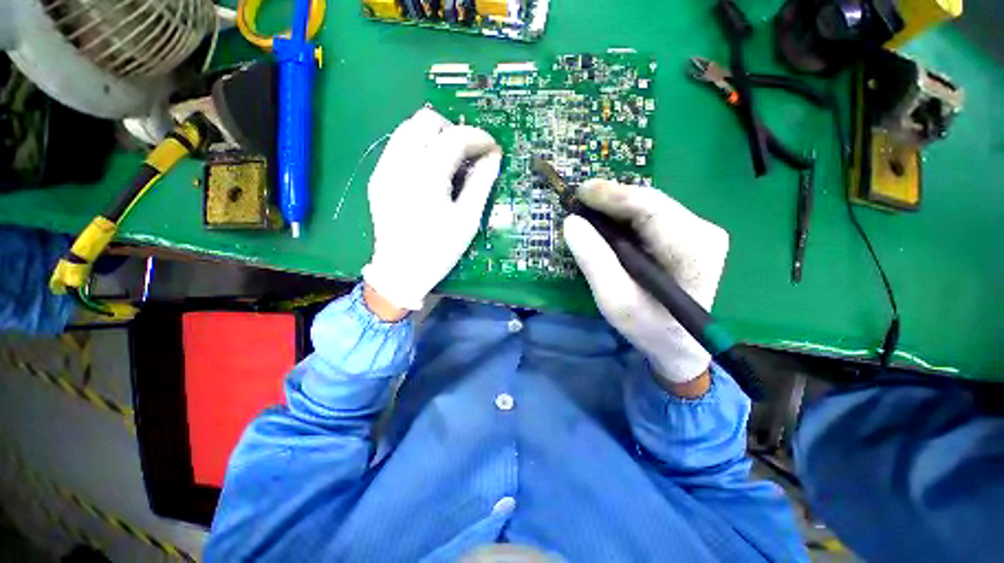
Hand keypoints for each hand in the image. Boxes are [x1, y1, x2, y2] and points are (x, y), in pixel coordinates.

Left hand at [362, 107, 501, 312]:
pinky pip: (398, 146)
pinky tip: (430, 172)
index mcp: (426, 176)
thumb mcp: (467, 219)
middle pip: (426, 120)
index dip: (479, 137)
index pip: (455, 137)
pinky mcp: (378, 177)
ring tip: (450, 161)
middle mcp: (400, 163)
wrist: (401, 272)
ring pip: (408, 128)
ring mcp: (384, 168)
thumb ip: (482, 182)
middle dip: (453, 131)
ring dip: (435, 136)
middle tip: (469, 154)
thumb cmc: (439, 250)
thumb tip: (494, 156)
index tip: (492, 149)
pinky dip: (419, 147)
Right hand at [563, 180, 729, 385]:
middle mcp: (703, 231)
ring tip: (588, 213)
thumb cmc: (649, 328)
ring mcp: (700, 231)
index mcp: (691, 249)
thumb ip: (594, 261)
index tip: (580, 192)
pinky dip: (625, 217)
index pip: (650, 208)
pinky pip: (652, 216)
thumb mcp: (615, 301)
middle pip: (649, 202)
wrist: (681, 345)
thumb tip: (572, 222)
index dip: (612, 195)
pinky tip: (608, 225)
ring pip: (649, 206)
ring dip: (616, 207)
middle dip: (611, 199)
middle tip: (578, 203)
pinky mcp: (690, 235)